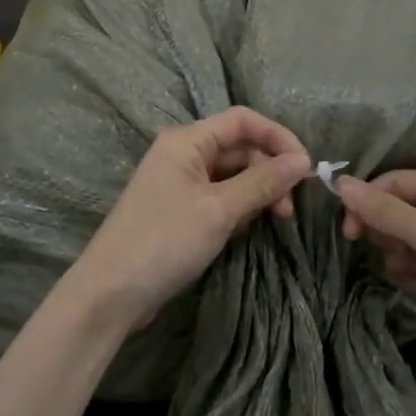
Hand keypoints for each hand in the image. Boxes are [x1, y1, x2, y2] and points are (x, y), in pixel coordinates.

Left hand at [63, 107, 310, 337]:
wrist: (110, 294)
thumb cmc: (164, 241)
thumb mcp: (219, 210)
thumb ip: (263, 182)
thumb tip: (303, 161)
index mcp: (187, 141)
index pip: (243, 121)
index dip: (278, 137)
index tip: (306, 166)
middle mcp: (183, 155)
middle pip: (240, 148)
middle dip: (270, 171)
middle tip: (291, 209)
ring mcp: (180, 185)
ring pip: (233, 176)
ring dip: (258, 194)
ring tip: (276, 221)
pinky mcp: (181, 213)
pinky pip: (221, 199)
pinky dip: (240, 210)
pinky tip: (248, 231)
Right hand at [338, 169, 415, 388]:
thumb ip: (383, 210)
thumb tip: (339, 182)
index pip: (394, 182)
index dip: (368, 203)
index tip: (349, 233)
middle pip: (393, 210)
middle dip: (388, 235)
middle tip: (399, 256)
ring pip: (397, 239)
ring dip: (399, 259)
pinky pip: (409, 263)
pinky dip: (410, 275)